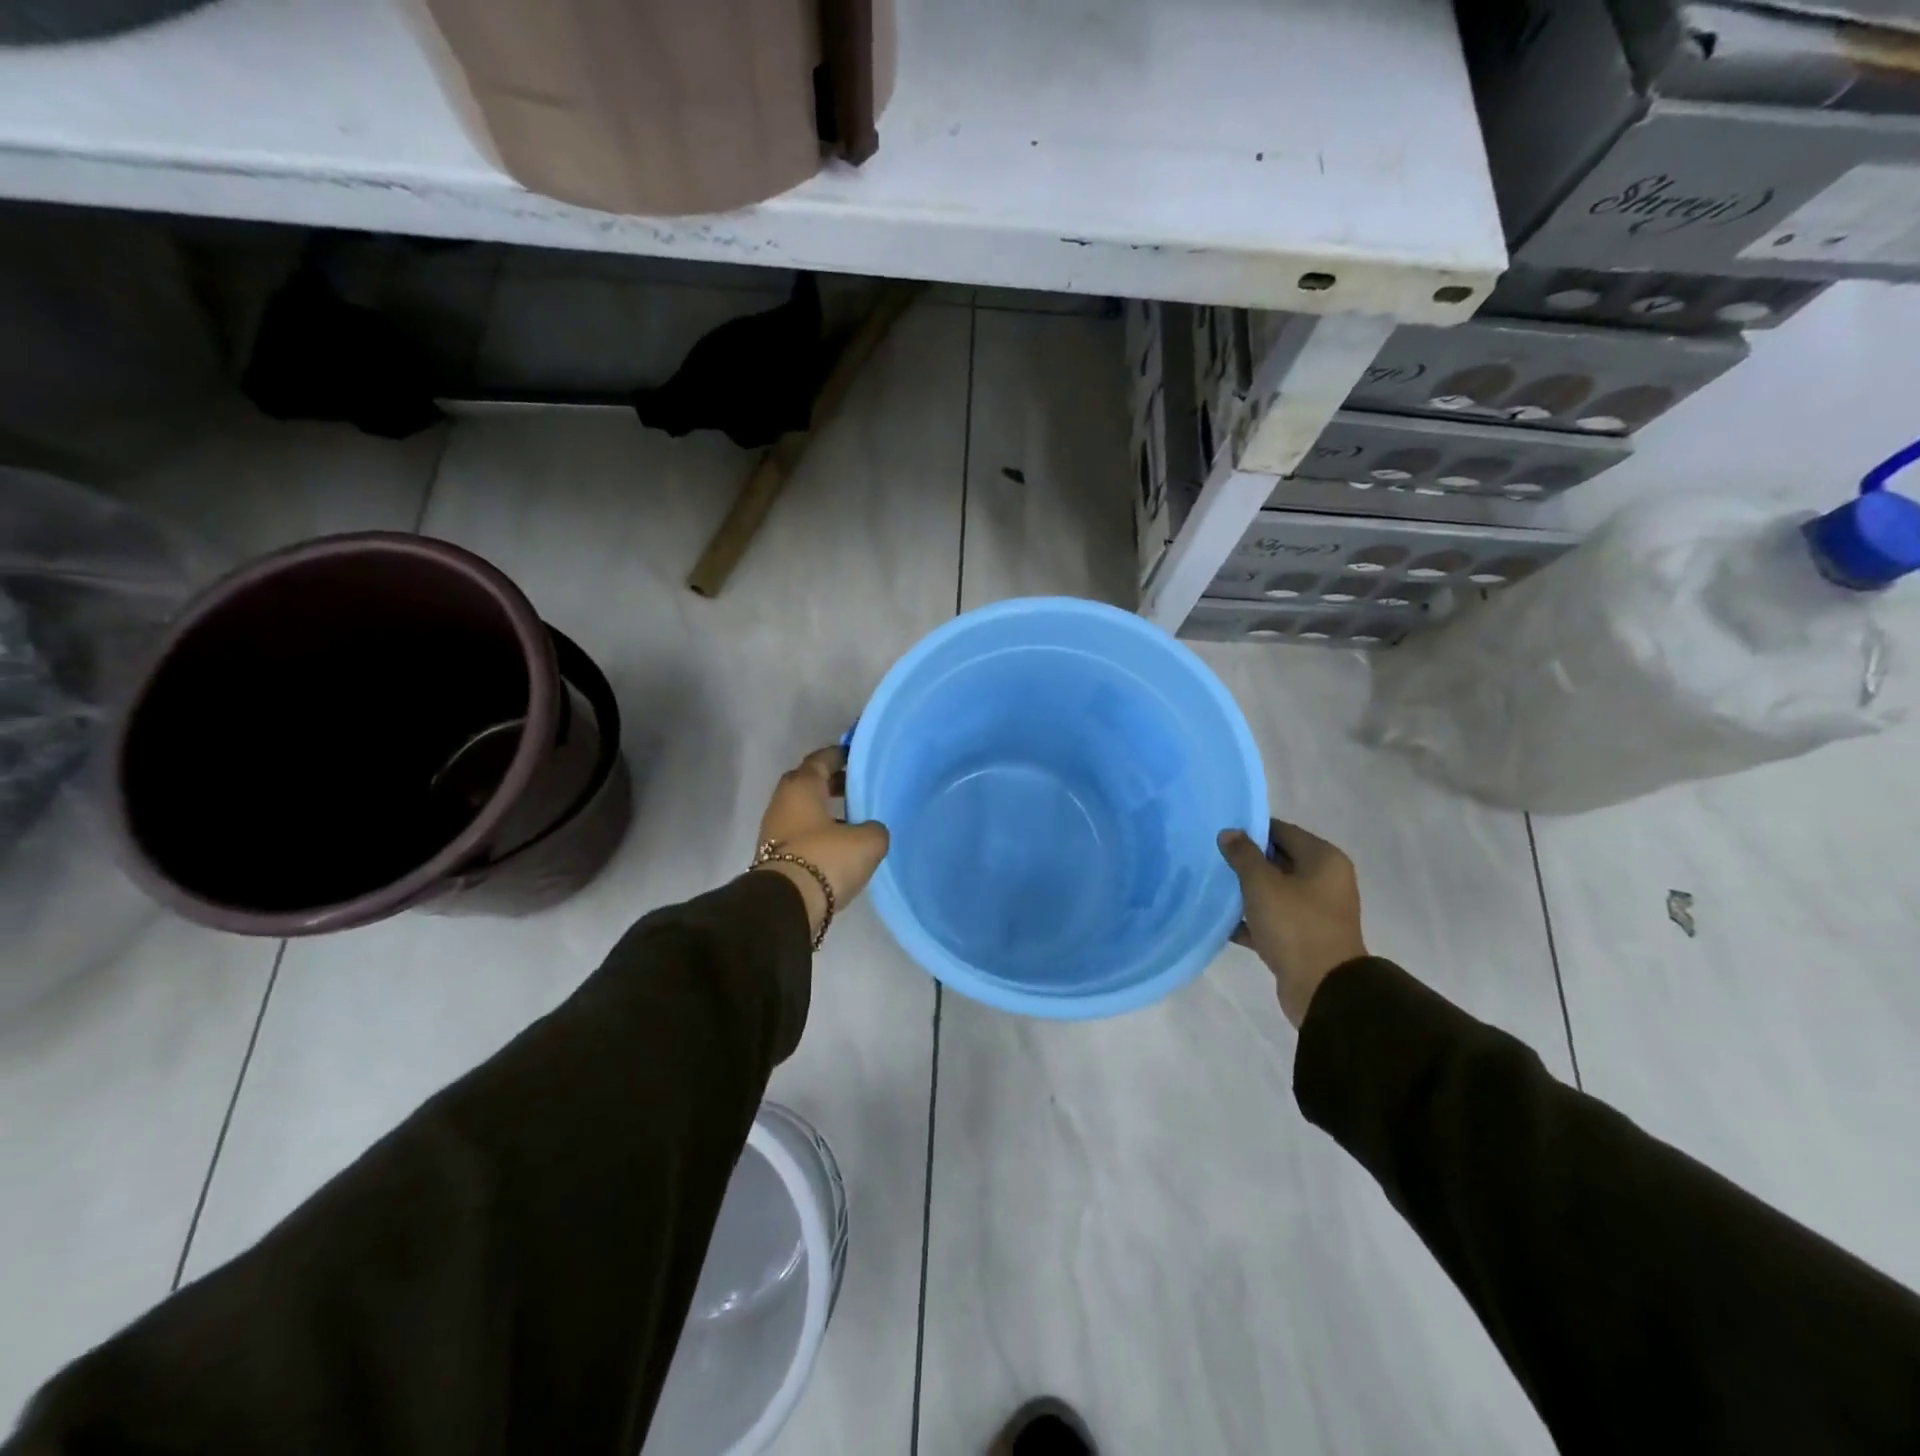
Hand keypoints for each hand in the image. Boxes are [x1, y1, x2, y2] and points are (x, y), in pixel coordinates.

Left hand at [755, 746, 890, 939]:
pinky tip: (838, 845)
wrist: (786, 905)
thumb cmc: (825, 859)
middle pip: (807, 783)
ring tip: (852, 820)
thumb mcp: (867, 842)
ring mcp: (774, 830)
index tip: (856, 756)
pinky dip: (817, 833)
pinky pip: (799, 834)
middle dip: (831, 783)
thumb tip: (869, 830)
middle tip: (856, 788)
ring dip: (824, 811)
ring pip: (802, 810)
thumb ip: (874, 829)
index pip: (820, 760)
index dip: (839, 755)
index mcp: (802, 787)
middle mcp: (783, 802)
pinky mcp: (772, 856)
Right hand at [1218, 819, 1367, 1026]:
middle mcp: (1325, 881)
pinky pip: (1273, 920)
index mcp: (1324, 860)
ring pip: (1274, 892)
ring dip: (1247, 892)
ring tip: (1213, 888)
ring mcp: (1316, 911)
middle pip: (1279, 860)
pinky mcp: (1304, 938)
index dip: (1251, 830)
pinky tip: (1223, 923)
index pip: (1282, 831)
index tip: (1221, 836)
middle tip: (1213, 860)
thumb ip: (1244, 855)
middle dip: (1247, 861)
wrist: (1323, 989)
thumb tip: (1230, 833)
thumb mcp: (1262, 884)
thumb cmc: (1295, 925)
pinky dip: (1252, 920)